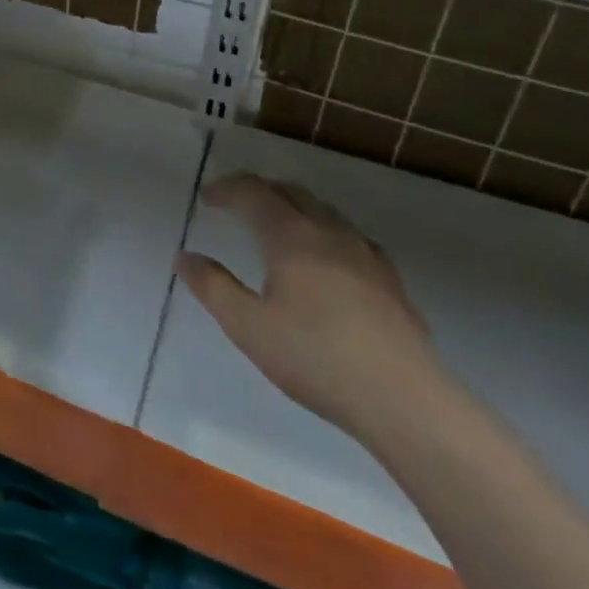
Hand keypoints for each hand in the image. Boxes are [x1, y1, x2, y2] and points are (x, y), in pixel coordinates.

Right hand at [175, 173, 443, 441]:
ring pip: (324, 211)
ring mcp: (365, 253)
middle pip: (290, 192)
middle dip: (260, 191)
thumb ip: (213, 287)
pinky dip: (326, 233)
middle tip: (238, 206)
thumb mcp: (248, 327)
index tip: (207, 199)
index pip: (253, 192)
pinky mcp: (390, 279)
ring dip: (294, 208)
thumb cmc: (315, 358)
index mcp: (290, 236)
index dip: (226, 189)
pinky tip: (328, 262)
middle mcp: (328, 232)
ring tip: (279, 229)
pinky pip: (351, 236)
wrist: (403, 399)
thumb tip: (184, 256)